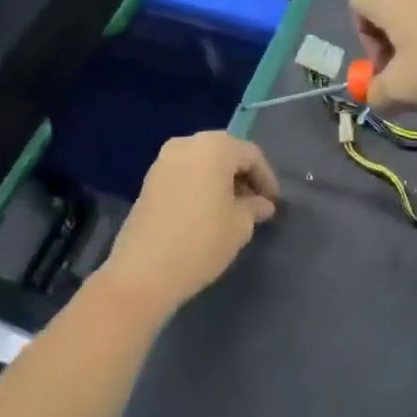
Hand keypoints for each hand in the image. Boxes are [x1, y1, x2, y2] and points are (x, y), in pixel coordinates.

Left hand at [101, 132, 279, 318]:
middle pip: (225, 152)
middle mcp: (187, 144)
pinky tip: (207, 210)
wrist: (142, 272)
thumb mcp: (240, 226)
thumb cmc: (201, 242)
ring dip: (221, 180)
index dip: (267, 178)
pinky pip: (185, 173)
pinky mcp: (149, 180)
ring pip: (203, 161)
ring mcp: (164, 160)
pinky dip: (201, 184)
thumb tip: (262, 204)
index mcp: (214, 147)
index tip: (274, 204)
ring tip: (233, 208)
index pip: (251, 154)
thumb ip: (254, 207)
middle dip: (243, 175)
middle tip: (256, 203)